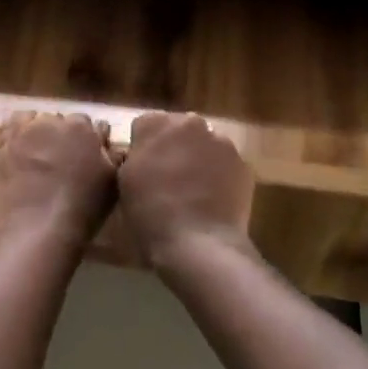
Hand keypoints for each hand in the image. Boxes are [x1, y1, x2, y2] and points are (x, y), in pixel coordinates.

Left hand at [0, 113, 118, 249]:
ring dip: (40, 131)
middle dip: (63, 135)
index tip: (87, 157)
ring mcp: (24, 132)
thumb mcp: (110, 184)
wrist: (35, 231)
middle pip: (61, 121)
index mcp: (82, 128)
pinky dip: (17, 132)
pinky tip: (20, 149)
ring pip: (35, 120)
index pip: (88, 124)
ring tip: (40, 155)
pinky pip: (10, 127)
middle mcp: (52, 122)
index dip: (88, 141)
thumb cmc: (81, 210)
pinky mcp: (2, 145)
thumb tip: (106, 140)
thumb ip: (111, 156)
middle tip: (64, 161)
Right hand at [116, 112, 253, 266]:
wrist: (199, 245)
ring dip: (198, 159)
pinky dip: (219, 176)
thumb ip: (133, 158)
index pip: (145, 126)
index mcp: (156, 124)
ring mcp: (221, 142)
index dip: (142, 148)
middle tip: (167, 180)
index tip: (142, 170)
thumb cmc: (151, 215)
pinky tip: (213, 201)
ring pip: (204, 145)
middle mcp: (190, 123)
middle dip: (173, 148)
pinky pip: (225, 164)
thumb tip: (142, 155)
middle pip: (178, 130)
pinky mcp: (243, 164)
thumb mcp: (123, 183)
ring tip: (193, 192)